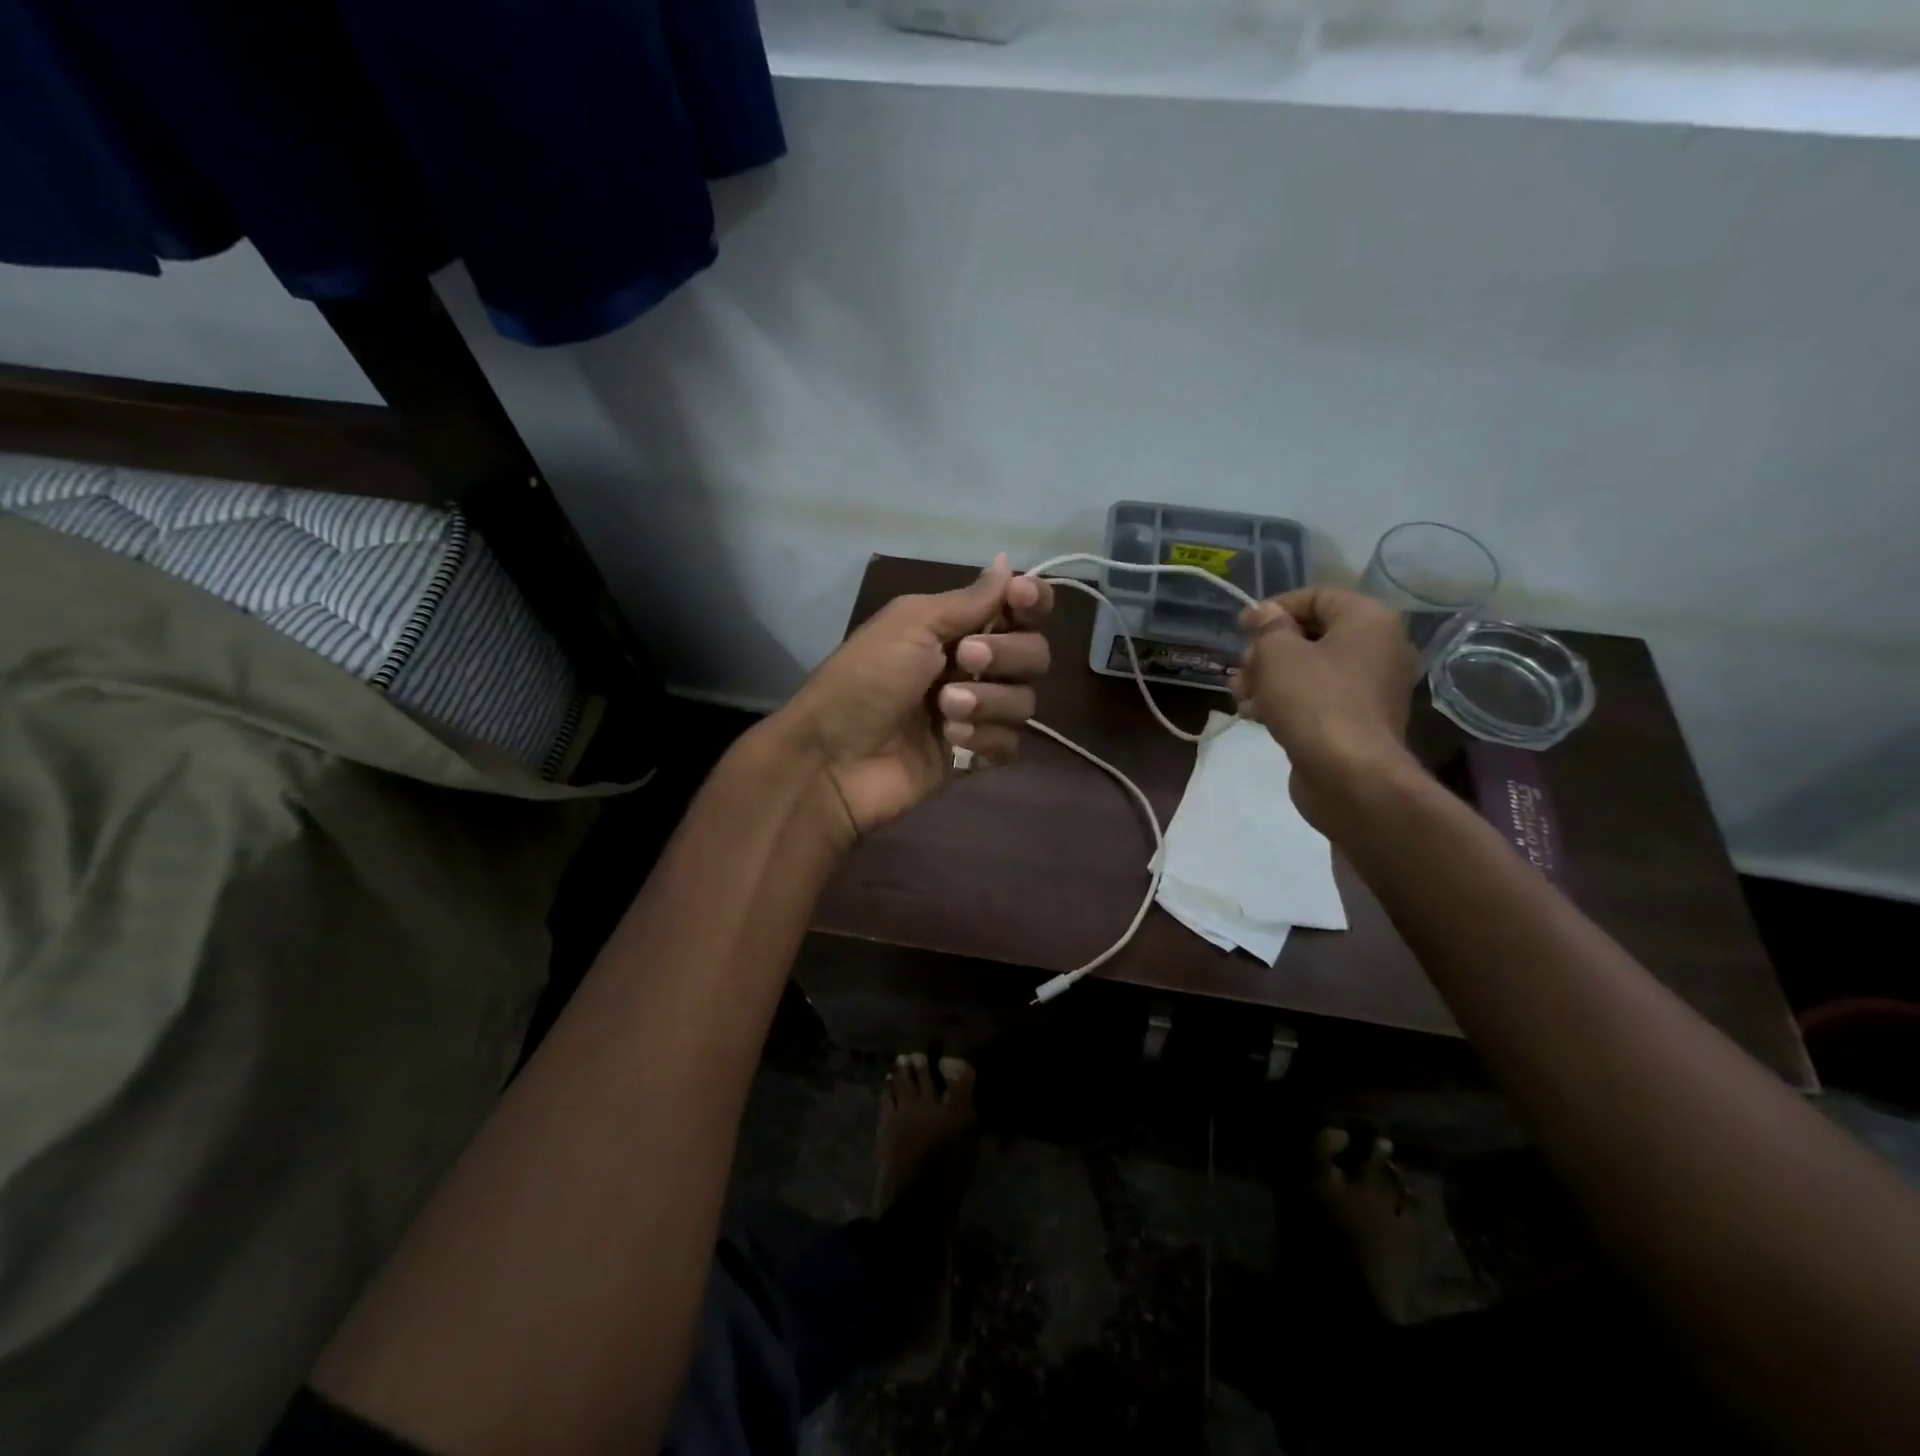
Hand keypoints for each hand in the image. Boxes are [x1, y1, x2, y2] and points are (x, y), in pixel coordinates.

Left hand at [779, 554, 1053, 842]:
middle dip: (1005, 654)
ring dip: (988, 702)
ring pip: (1024, 700)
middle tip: (964, 660)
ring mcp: (975, 713)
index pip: (1017, 608)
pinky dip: (985, 740)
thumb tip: (1005, 561)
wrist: (834, 758)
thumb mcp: (911, 625)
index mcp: (955, 627)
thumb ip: (968, 600)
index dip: (1031, 601)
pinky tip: (950, 741)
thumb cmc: (865, 679)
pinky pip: (1010, 743)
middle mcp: (972, 667)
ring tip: (944, 710)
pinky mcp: (973, 755)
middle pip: (1033, 653)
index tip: (1020, 599)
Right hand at [1230, 586, 1418, 830]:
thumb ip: (1268, 627)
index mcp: (1368, 621)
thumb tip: (1266, 614)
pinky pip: (1317, 698)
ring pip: (1309, 670)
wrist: (1349, 776)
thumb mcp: (1278, 654)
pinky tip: (1254, 715)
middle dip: (1267, 650)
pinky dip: (1286, 701)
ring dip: (1269, 678)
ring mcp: (1370, 688)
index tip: (1241, 627)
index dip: (1275, 607)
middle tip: (1241, 669)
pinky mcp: (1357, 721)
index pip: (1317, 596)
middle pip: (1311, 635)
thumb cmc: (1314, 701)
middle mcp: (1378, 648)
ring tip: (1239, 695)